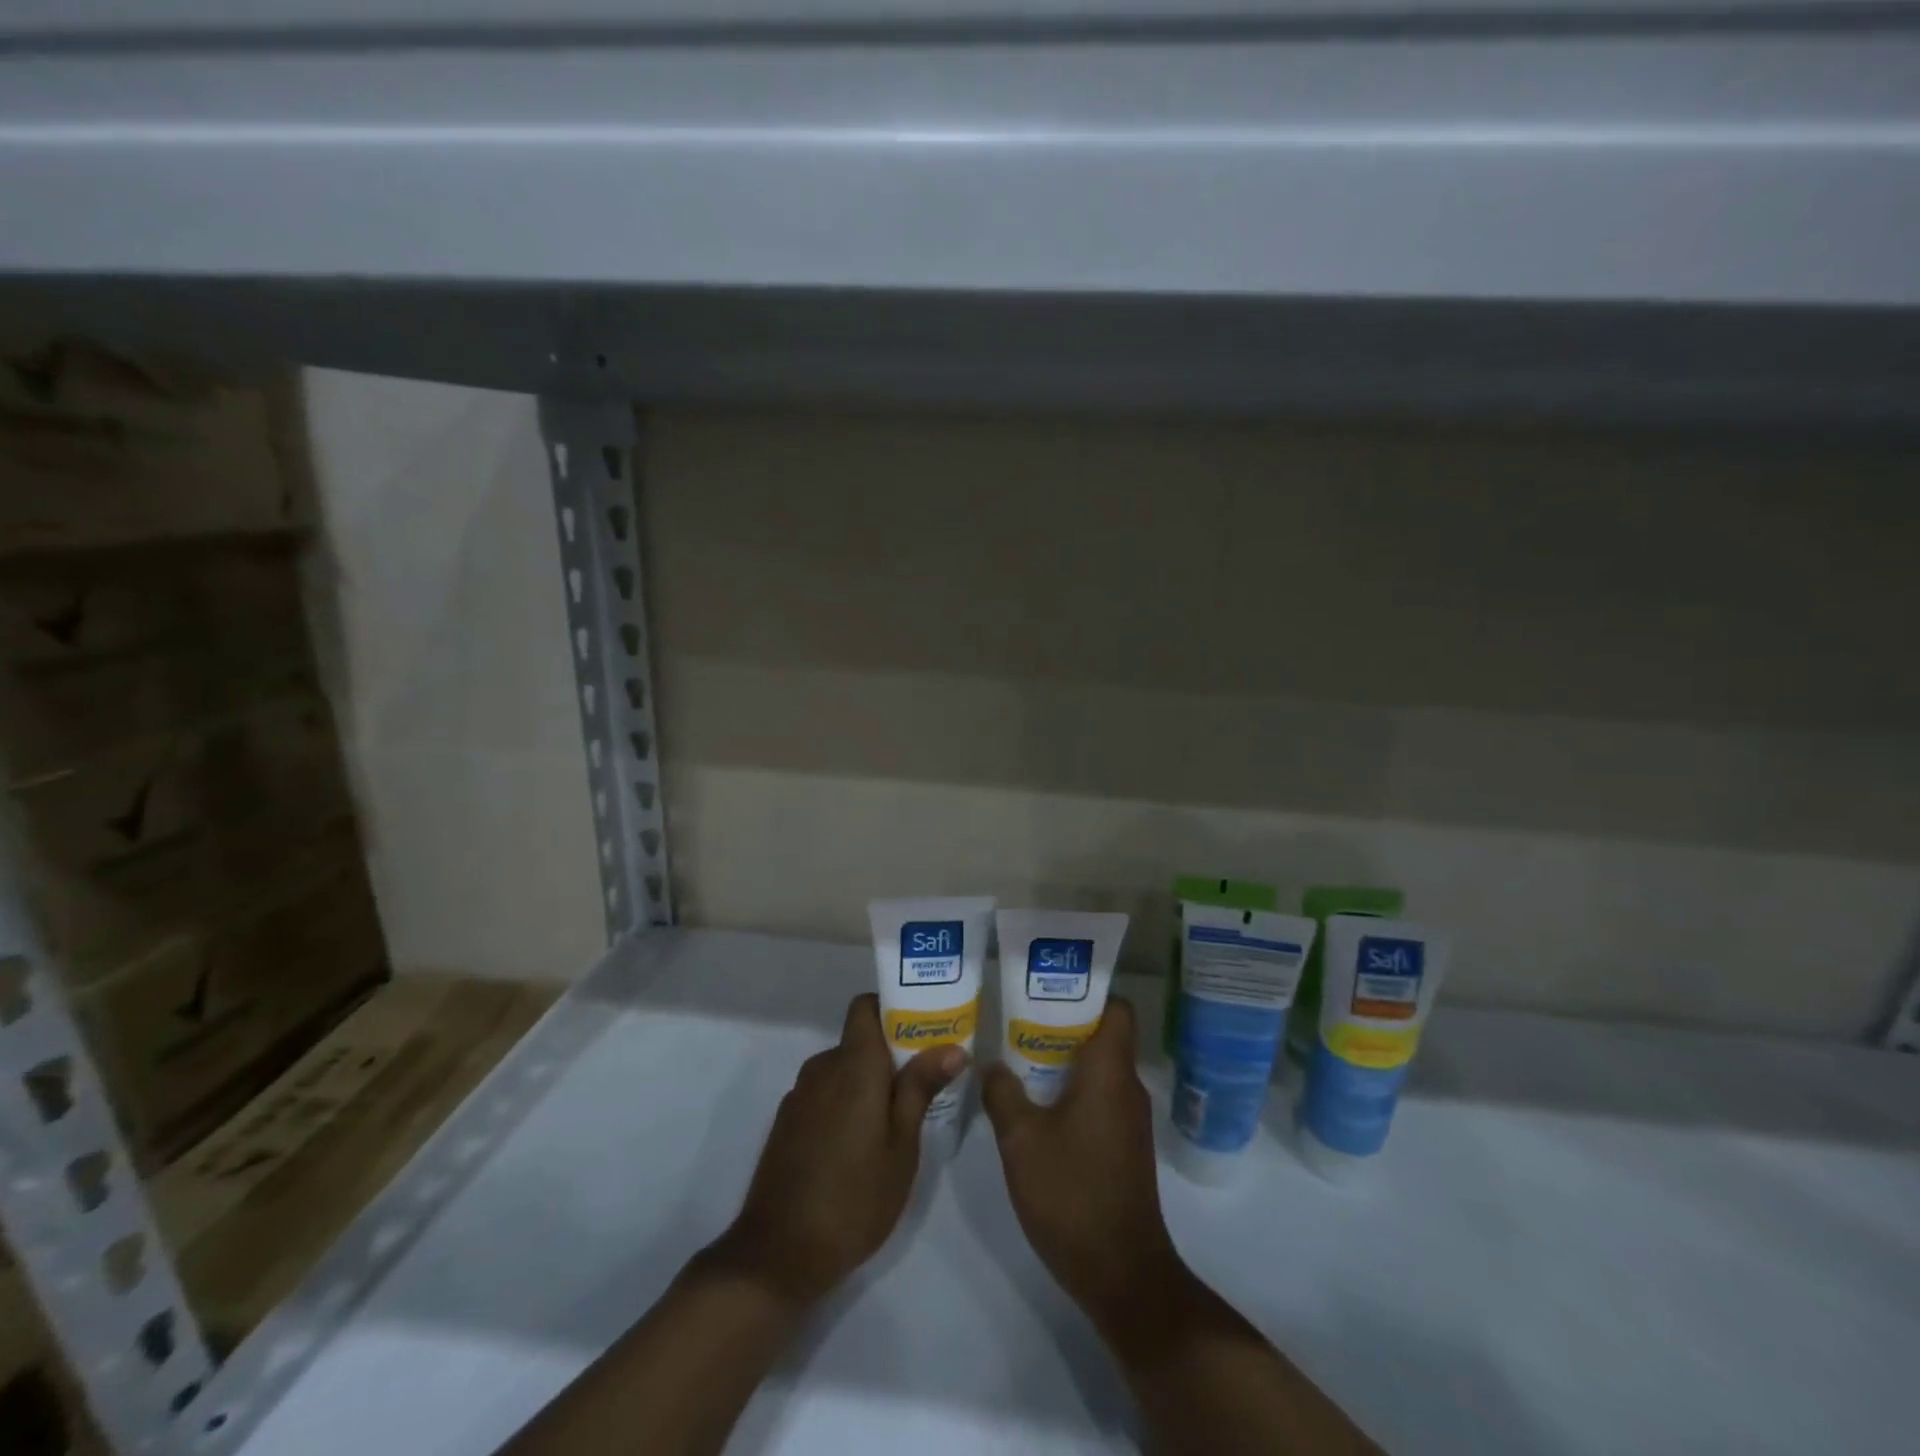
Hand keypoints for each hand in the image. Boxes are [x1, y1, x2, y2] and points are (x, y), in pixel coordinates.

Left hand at [703, 992, 965, 1310]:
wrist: (778, 1254)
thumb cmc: (854, 1198)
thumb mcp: (901, 1147)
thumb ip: (920, 1089)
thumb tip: (951, 1046)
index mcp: (853, 1065)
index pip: (865, 1006)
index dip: (892, 1007)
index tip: (922, 1027)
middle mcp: (822, 1068)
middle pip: (858, 1039)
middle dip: (889, 1053)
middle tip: (924, 1081)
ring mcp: (799, 1095)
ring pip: (841, 1069)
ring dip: (867, 1081)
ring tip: (896, 1117)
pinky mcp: (787, 1122)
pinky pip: (824, 1092)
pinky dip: (845, 1101)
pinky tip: (859, 1142)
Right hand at [981, 997, 1188, 1336]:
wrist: (1121, 1274)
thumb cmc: (1072, 1193)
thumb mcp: (1021, 1139)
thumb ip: (1003, 1093)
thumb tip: (991, 1064)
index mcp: (1110, 1072)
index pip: (1117, 1009)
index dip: (1088, 992)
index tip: (1050, 986)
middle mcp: (1128, 1087)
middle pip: (1103, 1036)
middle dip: (1063, 1024)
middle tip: (1018, 1018)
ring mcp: (1130, 1120)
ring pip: (1099, 1070)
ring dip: (1064, 1060)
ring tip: (1019, 1055)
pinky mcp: (1125, 1147)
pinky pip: (1099, 1099)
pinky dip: (1072, 1091)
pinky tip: (1036, 1104)